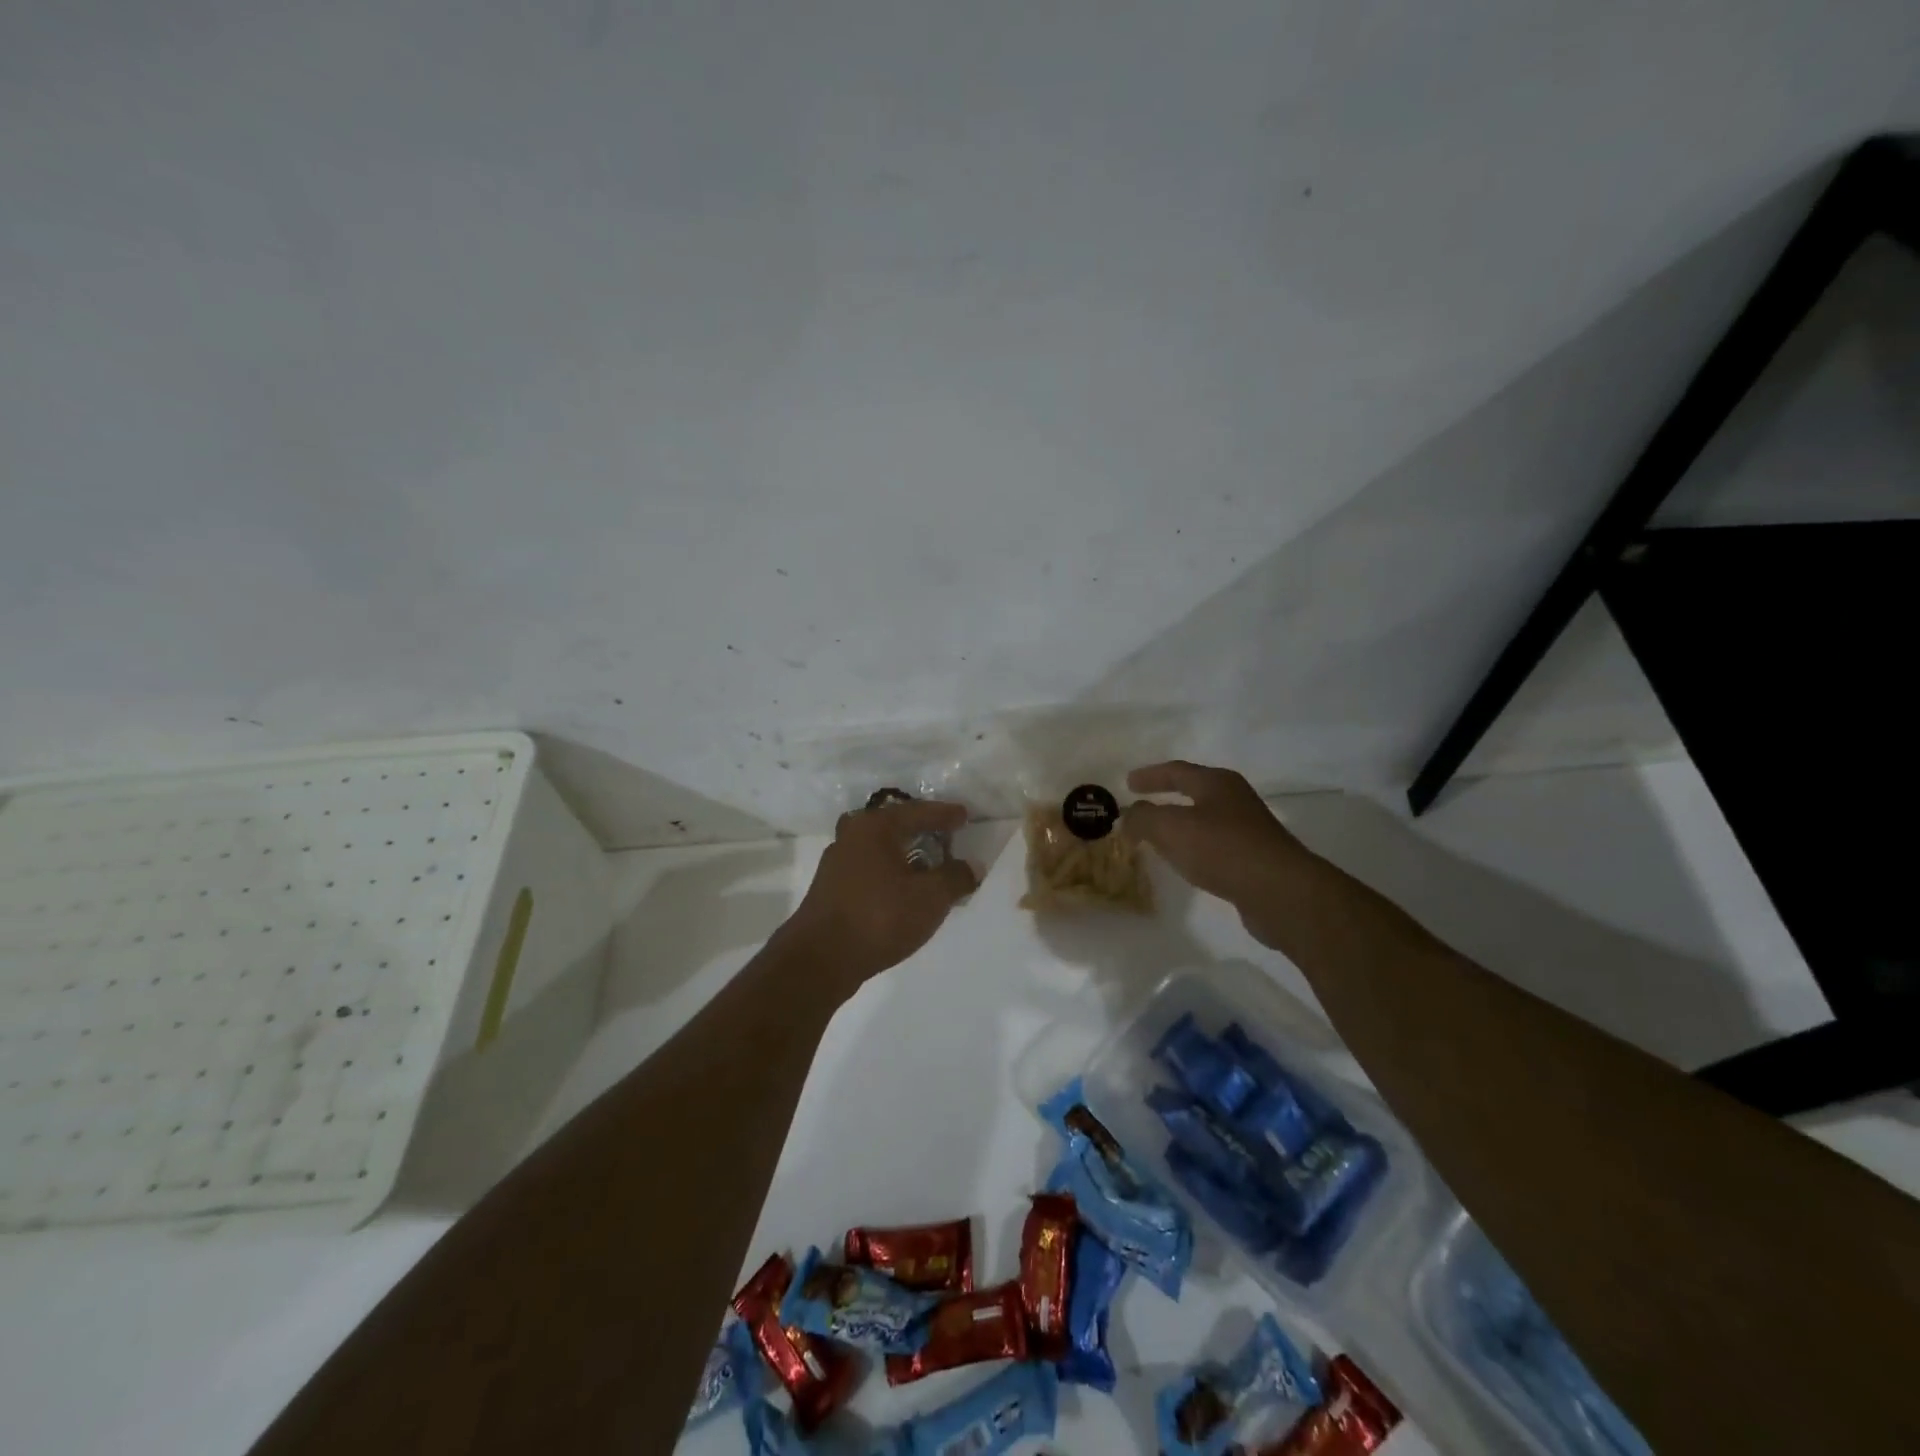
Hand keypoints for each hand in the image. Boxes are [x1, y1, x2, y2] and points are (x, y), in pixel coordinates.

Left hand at [781, 798, 977, 992]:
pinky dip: (892, 872)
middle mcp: (852, 835)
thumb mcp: (930, 898)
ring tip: (930, 866)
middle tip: (947, 837)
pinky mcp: (831, 887)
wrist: (820, 959)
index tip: (965, 816)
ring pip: (881, 848)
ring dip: (906, 854)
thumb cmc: (879, 917)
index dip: (946, 815)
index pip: (919, 812)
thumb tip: (972, 866)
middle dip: (922, 831)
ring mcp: (837, 861)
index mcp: (875, 826)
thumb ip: (956, 877)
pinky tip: (904, 889)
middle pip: (896, 825)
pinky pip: (871, 868)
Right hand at [1122, 761, 1311, 943]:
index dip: (1150, 776)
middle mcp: (1235, 800)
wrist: (1280, 892)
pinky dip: (1194, 849)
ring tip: (1159, 838)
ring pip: (1205, 821)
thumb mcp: (1171, 828)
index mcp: (1217, 783)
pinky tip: (1187, 863)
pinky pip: (1215, 847)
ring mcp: (1249, 830)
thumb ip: (1143, 817)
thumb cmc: (1222, 849)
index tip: (1127, 783)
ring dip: (1180, 826)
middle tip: (1142, 808)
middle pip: (1195, 792)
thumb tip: (1129, 814)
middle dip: (1166, 799)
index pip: (1176, 771)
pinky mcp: (1255, 859)